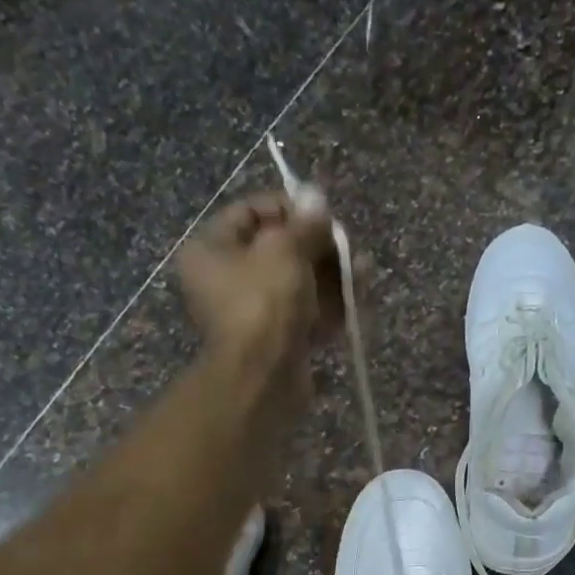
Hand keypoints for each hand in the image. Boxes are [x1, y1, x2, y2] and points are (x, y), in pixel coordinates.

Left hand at [176, 191, 345, 393]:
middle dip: (319, 246)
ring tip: (363, 270)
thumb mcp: (285, 250)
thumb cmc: (264, 303)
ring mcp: (253, 315)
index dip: (289, 207)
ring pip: (298, 284)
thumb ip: (305, 223)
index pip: (250, 212)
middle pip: (279, 250)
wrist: (263, 378)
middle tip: (347, 244)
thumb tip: (317, 196)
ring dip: (332, 275)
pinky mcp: (277, 342)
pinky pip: (305, 314)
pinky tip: (358, 296)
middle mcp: (226, 280)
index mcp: (211, 250)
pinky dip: (331, 306)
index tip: (321, 213)